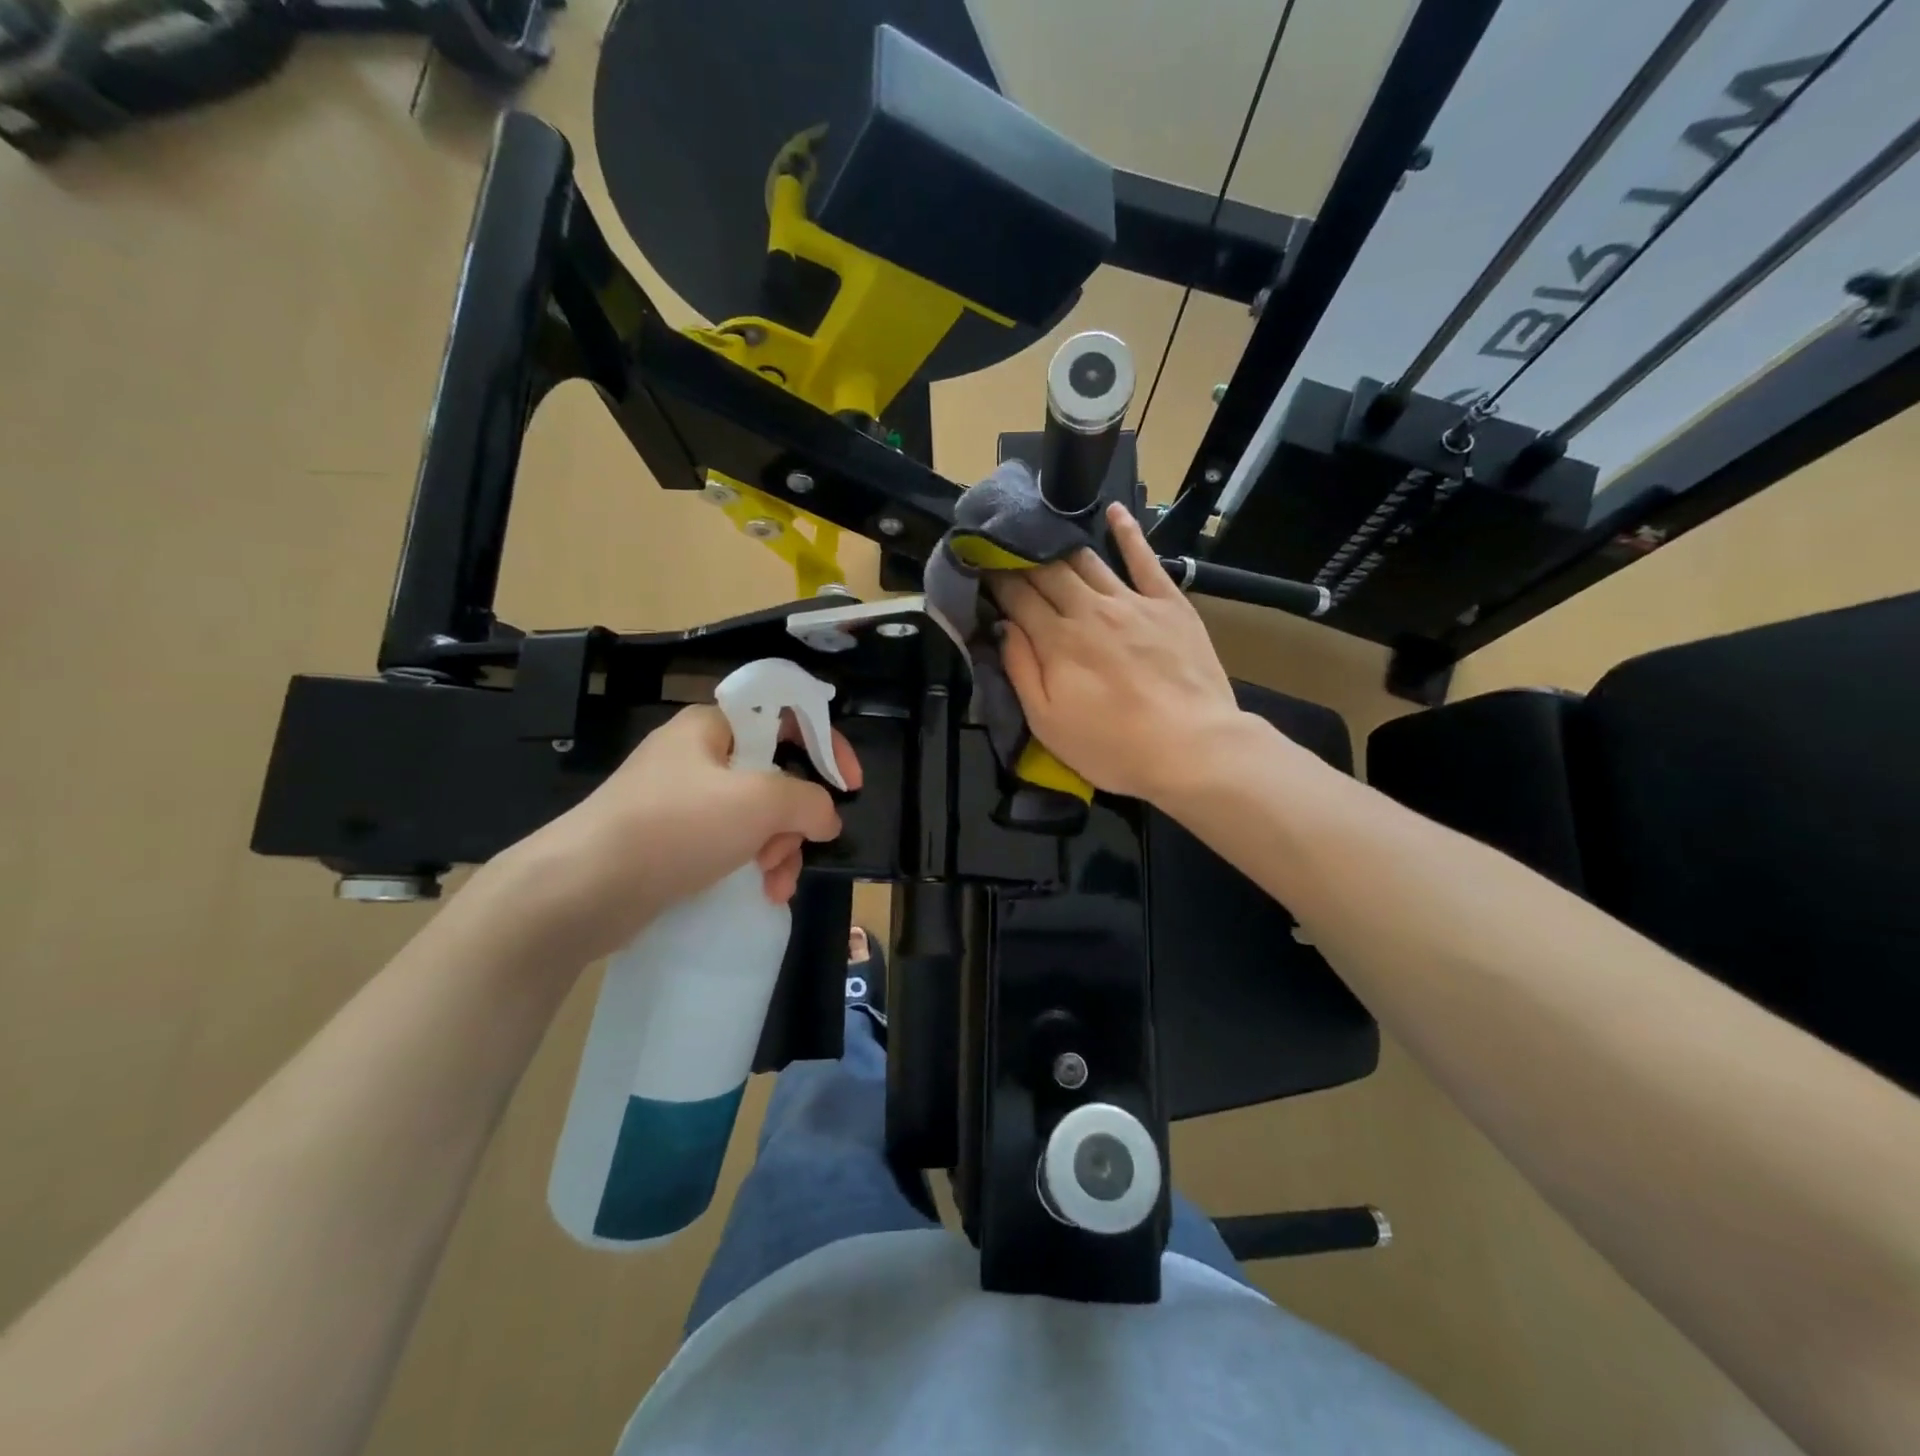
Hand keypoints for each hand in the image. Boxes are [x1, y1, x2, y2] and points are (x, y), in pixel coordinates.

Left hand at [482, 705, 861, 964]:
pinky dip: (752, 864)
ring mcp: (682, 801)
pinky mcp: (673, 841)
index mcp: (712, 727)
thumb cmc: (674, 827)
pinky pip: (731, 844)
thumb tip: (828, 816)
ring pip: (757, 816)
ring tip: (775, 882)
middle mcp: (698, 756)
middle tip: (795, 847)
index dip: (827, 744)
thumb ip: (808, 801)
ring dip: (779, 849)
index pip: (786, 716)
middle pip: (775, 775)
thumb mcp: (757, 802)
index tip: (850, 785)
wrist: (580, 890)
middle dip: (795, 818)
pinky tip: (762, 893)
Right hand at [990, 502, 1241, 804]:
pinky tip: (1115, 511)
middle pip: (1047, 572)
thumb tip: (1001, 626)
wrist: (1191, 748)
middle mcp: (1089, 609)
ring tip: (1042, 532)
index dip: (996, 580)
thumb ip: (1021, 670)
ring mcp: (1131, 601)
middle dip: (1021, 558)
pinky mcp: (1168, 602)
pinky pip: (1144, 558)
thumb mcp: (1048, 723)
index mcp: (1056, 640)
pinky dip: (1128, 532)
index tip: (981, 567)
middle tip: (1005, 549)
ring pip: (1087, 561)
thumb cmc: (1112, 747)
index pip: (1017, 597)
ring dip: (1060, 545)